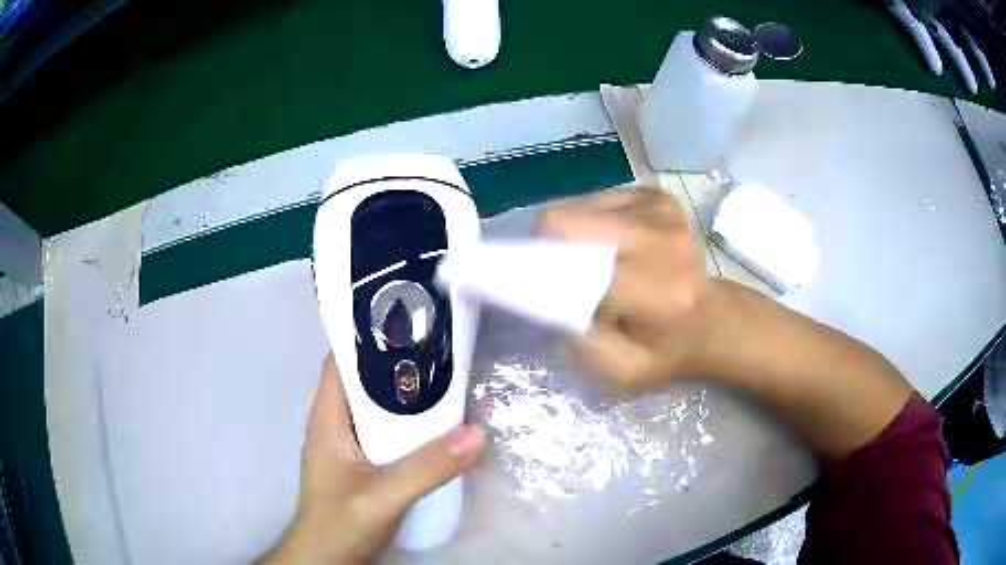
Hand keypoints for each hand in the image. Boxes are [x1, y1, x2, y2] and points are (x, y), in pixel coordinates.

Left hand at [257, 356, 485, 564]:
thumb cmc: (339, 523)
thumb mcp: (383, 496)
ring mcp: (348, 446)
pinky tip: (436, 429)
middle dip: (398, 365)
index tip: (409, 324)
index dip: (368, 338)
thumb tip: (478, 432)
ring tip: (447, 382)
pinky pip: (385, 433)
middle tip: (441, 352)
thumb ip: (427, 468)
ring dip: (406, 397)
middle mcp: (335, 425)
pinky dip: (408, 425)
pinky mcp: (361, 465)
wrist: (326, 560)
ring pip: (376, 408)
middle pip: (363, 381)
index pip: (341, 361)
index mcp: (328, 418)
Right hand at [541, 187, 716, 386]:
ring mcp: (661, 210)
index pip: (577, 265)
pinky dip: (594, 223)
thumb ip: (580, 340)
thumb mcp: (621, 370)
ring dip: (576, 236)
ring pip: (578, 208)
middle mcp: (662, 239)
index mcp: (657, 291)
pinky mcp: (657, 196)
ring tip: (598, 262)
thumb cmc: (664, 350)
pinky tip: (614, 246)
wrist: (710, 319)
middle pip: (567, 222)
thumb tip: (543, 294)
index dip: (545, 273)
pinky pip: (597, 200)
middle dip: (553, 247)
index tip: (534, 288)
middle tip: (562, 272)